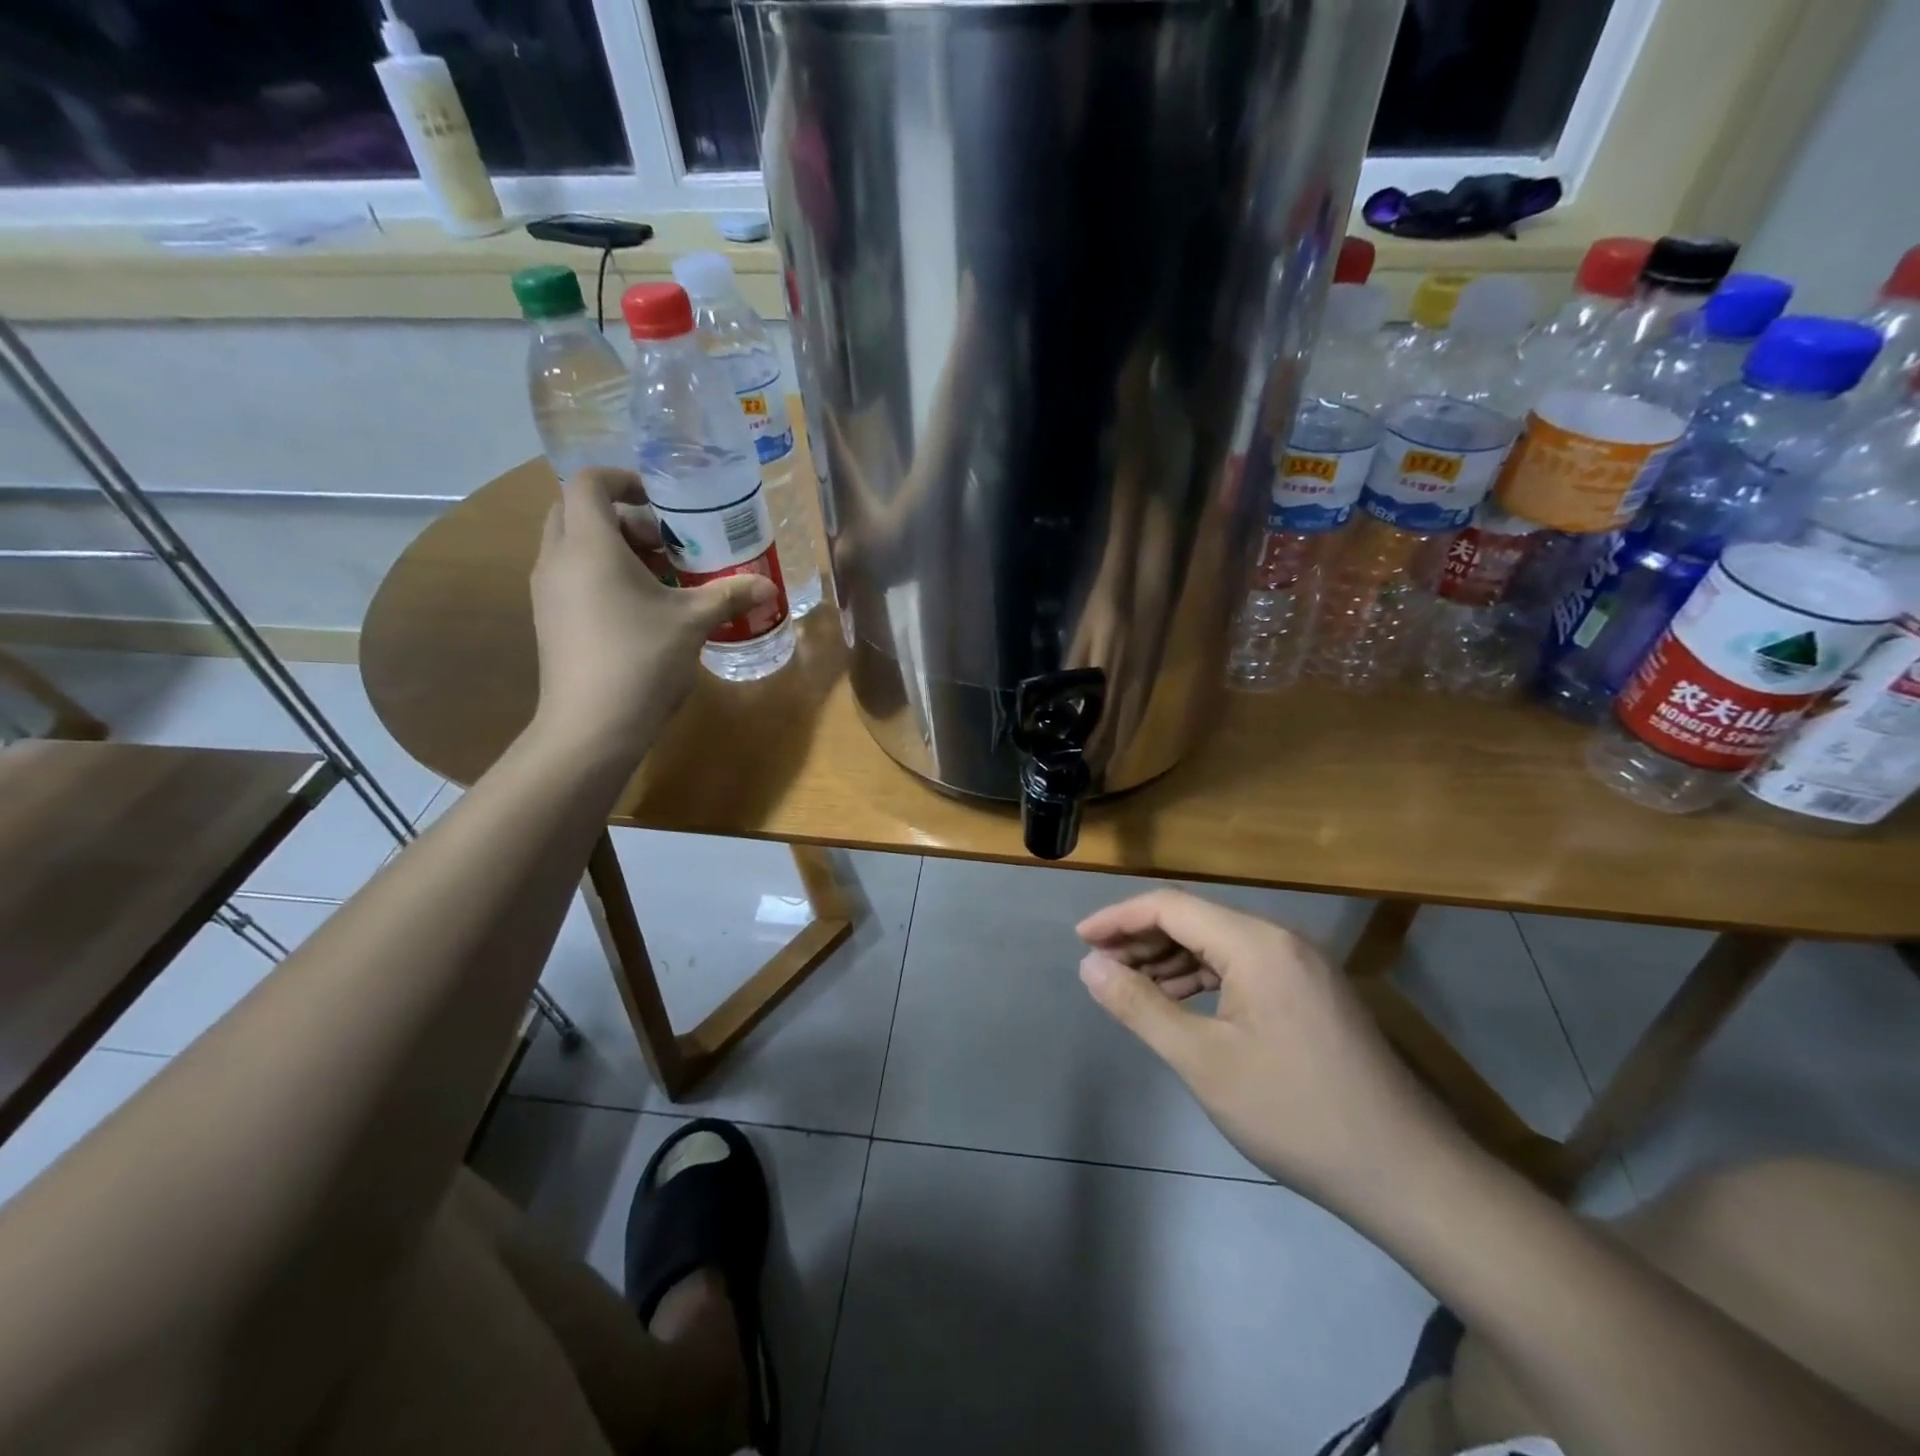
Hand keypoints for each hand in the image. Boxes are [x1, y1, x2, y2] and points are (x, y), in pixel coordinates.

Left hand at [529, 469, 775, 761]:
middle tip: (665, 541)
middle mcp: (557, 559)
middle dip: (622, 517)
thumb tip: (769, 586)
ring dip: (614, 548)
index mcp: (589, 545)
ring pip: (574, 546)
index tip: (661, 500)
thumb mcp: (693, 622)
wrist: (590, 726)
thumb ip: (730, 595)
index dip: (623, 479)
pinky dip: (602, 575)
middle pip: (577, 512)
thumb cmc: (641, 660)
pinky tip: (641, 609)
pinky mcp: (549, 620)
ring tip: (660, 577)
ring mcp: (547, 592)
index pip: (588, 483)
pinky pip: (572, 576)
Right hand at [1077, 891, 1459, 1208]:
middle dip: (1142, 939)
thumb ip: (1140, 1006)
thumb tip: (1090, 966)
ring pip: (1220, 944)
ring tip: (1131, 987)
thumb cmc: (1294, 1113)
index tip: (1079, 941)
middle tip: (1101, 969)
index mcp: (1256, 943)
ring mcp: (1303, 966)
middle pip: (1196, 920)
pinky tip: (1182, 1004)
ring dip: (1171, 959)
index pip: (1171, 906)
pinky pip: (1245, 968)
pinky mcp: (1313, 993)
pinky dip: (1205, 978)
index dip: (1119, 918)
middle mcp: (1281, 940)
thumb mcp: (1203, 1061)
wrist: (1405, 1173)